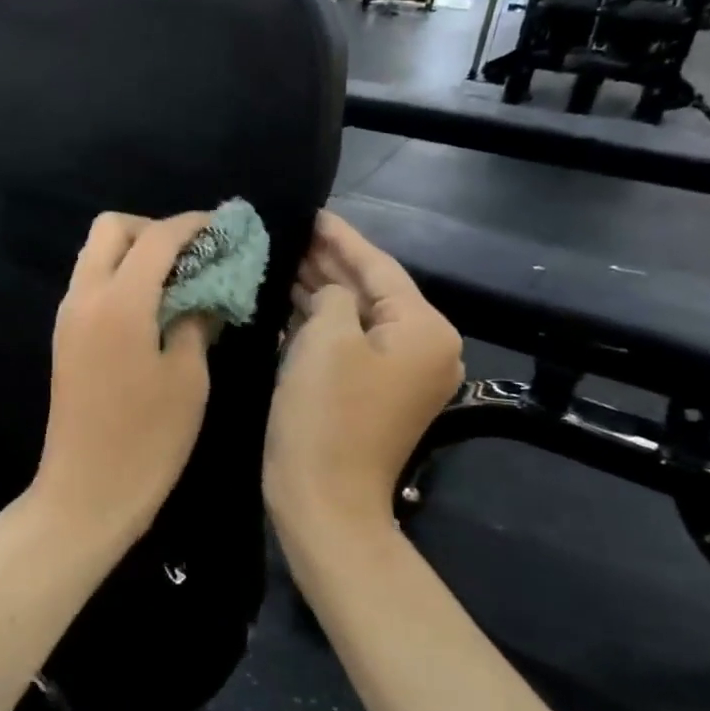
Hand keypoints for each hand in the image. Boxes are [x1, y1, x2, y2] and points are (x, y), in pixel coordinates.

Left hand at [33, 211, 214, 540]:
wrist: (86, 490)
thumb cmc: (147, 439)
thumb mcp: (188, 378)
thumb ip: (195, 321)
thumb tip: (204, 292)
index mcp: (119, 301)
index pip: (156, 238)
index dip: (192, 225)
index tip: (221, 226)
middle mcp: (84, 295)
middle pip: (110, 228)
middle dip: (152, 229)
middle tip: (190, 255)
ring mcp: (68, 315)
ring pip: (95, 253)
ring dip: (133, 251)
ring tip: (175, 279)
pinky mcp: (64, 336)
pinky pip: (90, 283)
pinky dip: (119, 276)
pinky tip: (151, 306)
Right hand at [264, 210, 463, 543]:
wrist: (324, 499)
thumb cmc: (327, 413)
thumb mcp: (327, 337)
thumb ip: (333, 295)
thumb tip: (331, 293)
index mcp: (424, 330)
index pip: (380, 268)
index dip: (342, 239)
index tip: (313, 211)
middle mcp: (422, 348)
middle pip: (372, 291)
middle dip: (331, 263)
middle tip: (292, 231)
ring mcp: (398, 375)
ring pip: (356, 317)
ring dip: (322, 291)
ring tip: (285, 258)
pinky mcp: (371, 393)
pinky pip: (348, 344)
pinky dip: (320, 323)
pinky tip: (289, 303)